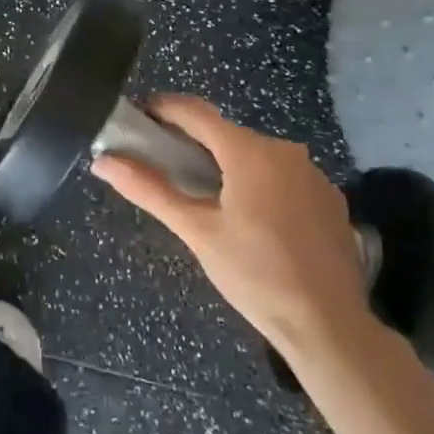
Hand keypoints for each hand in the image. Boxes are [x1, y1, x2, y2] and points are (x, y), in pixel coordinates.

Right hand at [91, 96, 379, 364]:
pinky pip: (283, 177)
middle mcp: (285, 150)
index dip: (163, 109)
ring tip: (204, 197)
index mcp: (250, 152)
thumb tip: (103, 161)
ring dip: (227, 165)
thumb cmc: (254, 274)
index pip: (196, 112)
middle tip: (164, 166)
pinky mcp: (329, 199)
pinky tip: (252, 220)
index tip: (138, 117)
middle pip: (227, 134)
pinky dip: (259, 185)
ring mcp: (313, 174)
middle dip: (193, 143)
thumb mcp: (196, 231)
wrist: (328, 325)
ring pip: (256, 156)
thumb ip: (149, 190)